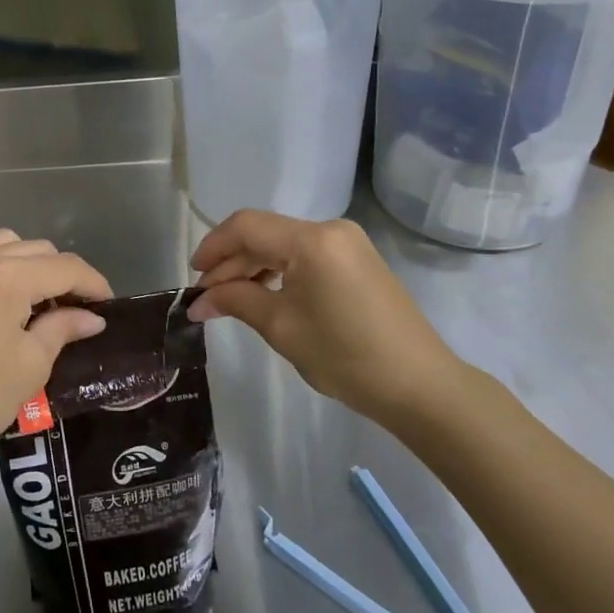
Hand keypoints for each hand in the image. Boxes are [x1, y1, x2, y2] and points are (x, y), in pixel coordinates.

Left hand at [0, 193, 111, 473]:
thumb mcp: (30, 368)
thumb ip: (61, 329)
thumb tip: (90, 316)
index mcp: (10, 278)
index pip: (65, 268)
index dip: (93, 284)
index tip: (106, 305)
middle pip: (33, 251)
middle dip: (59, 276)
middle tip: (69, 312)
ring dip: (18, 260)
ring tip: (28, 294)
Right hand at [188, 211, 462, 423]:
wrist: (420, 385)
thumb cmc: (346, 356)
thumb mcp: (282, 328)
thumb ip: (236, 302)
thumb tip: (199, 301)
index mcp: (311, 240)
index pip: (246, 226)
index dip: (213, 247)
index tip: (192, 277)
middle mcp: (330, 229)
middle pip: (265, 233)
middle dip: (231, 262)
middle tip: (206, 296)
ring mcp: (348, 243)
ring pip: (284, 244)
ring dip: (253, 266)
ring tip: (229, 299)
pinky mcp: (357, 260)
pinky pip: (305, 254)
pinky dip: (279, 270)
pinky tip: (264, 295)